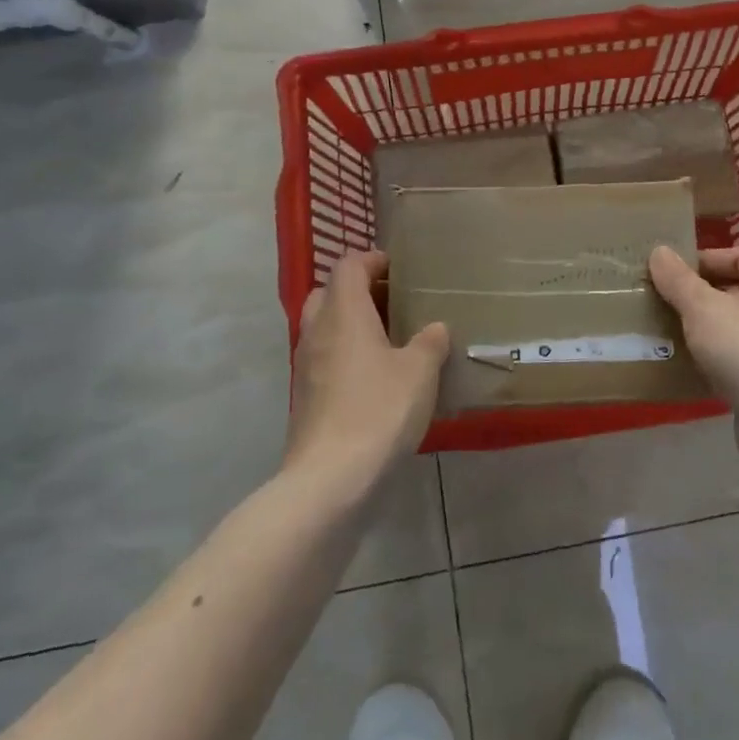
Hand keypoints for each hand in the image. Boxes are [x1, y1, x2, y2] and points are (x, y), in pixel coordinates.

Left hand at [285, 251, 448, 499]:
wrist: (330, 479)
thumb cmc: (379, 410)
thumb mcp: (420, 372)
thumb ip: (430, 343)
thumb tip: (434, 329)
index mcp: (343, 313)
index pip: (348, 265)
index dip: (371, 260)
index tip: (397, 268)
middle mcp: (317, 331)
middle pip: (328, 293)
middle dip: (357, 291)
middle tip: (391, 303)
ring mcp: (305, 366)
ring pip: (323, 328)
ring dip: (350, 325)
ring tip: (387, 340)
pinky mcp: (304, 398)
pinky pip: (323, 360)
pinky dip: (344, 356)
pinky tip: (373, 378)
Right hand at [649, 244, 738, 466]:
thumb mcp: (701, 307)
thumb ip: (678, 279)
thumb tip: (659, 252)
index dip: (708, 257)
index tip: (675, 271)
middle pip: (738, 289)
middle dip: (702, 293)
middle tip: (667, 299)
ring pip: (736, 325)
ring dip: (706, 327)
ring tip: (671, 330)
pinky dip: (716, 357)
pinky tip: (690, 365)